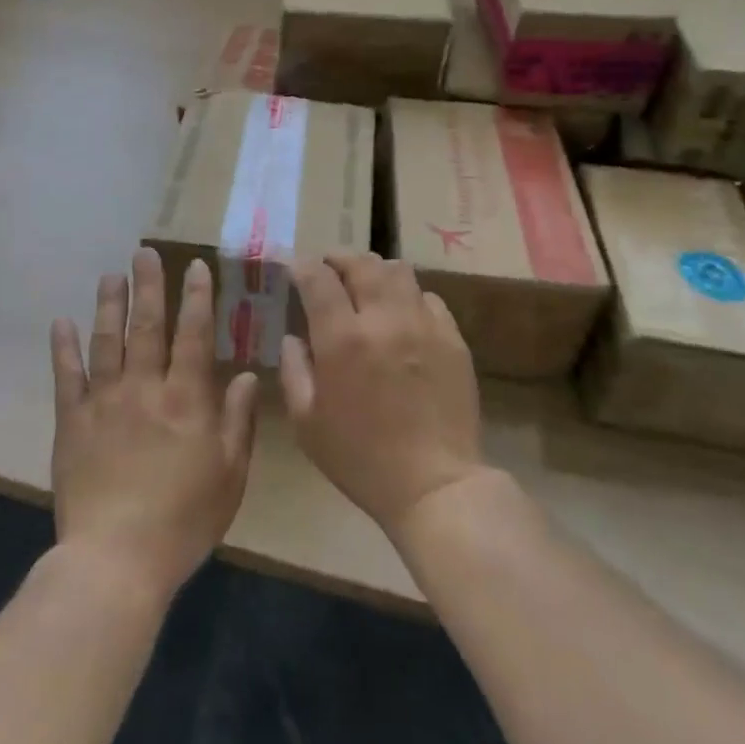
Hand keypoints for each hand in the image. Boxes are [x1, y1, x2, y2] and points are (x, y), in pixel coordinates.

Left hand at [50, 248, 258, 609]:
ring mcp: (104, 402)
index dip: (197, 297)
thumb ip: (238, 421)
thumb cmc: (184, 520)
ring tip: (110, 275)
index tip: (195, 265)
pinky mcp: (72, 422)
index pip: (194, 335)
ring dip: (108, 305)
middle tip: (144, 252)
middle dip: (148, 286)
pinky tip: (60, 322)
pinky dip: (63, 348)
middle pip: (147, 326)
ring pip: (106, 341)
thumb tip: (249, 375)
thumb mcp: (229, 475)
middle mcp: (144, 388)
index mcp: (186, 399)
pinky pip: (67, 377)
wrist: (116, 560)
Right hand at [281, 253, 490, 539]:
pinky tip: (401, 315)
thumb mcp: (307, 423)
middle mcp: (383, 319)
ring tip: (365, 285)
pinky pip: (428, 297)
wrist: (434, 485)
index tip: (292, 266)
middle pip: (361, 263)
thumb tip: (292, 337)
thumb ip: (294, 371)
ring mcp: (423, 324)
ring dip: (374, 271)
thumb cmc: (361, 459)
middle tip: (328, 269)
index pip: (318, 278)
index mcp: (342, 339)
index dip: (301, 265)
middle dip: (338, 259)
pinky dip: (407, 296)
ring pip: (398, 271)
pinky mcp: (452, 337)